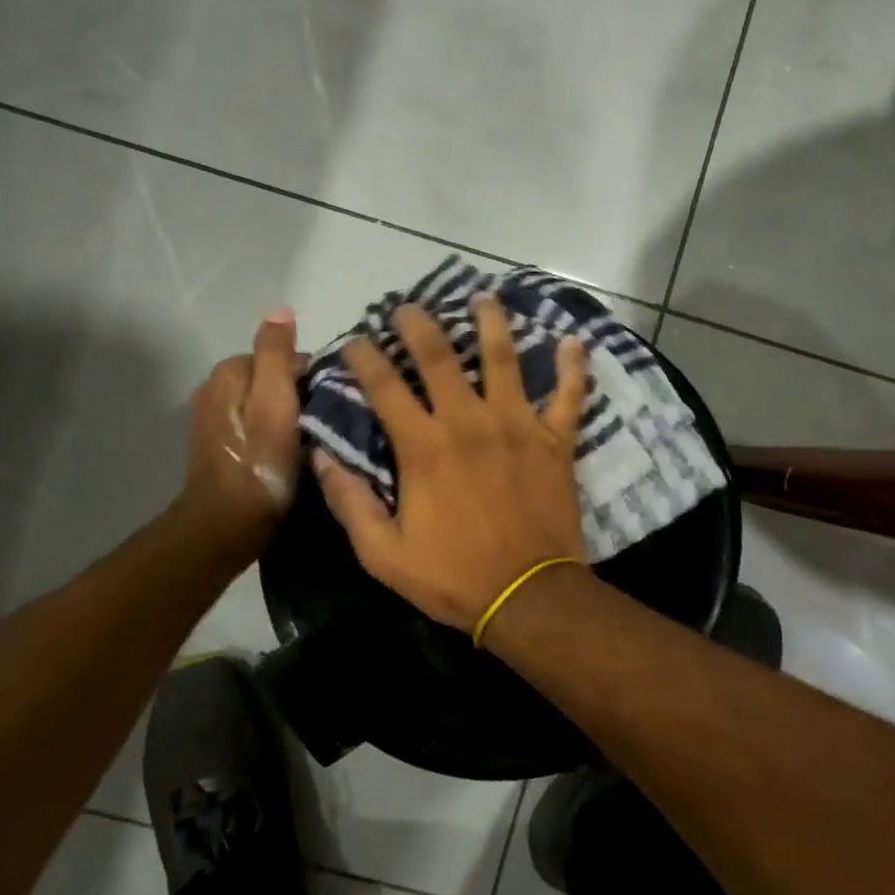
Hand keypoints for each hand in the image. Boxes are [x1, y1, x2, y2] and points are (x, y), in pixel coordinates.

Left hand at [180, 307, 302, 554]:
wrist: (227, 524)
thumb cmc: (259, 462)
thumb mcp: (276, 400)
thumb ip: (278, 353)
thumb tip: (281, 308)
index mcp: (229, 371)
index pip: (285, 356)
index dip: (313, 378)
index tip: (330, 405)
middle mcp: (215, 387)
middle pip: (275, 378)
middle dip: (300, 396)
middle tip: (323, 427)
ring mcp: (215, 418)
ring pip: (267, 403)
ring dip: (290, 416)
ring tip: (312, 441)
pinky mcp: (221, 445)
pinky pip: (258, 425)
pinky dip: (275, 434)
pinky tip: (289, 455)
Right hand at [312, 296, 589, 631]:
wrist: (528, 596)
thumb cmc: (453, 576)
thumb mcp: (383, 554)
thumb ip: (350, 502)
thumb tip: (320, 456)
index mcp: (424, 446)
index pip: (385, 386)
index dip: (364, 358)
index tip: (354, 342)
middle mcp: (468, 421)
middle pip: (440, 356)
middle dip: (419, 325)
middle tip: (409, 307)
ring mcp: (517, 424)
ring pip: (504, 358)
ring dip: (492, 323)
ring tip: (484, 298)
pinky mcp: (556, 439)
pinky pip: (569, 395)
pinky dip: (574, 367)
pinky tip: (574, 340)